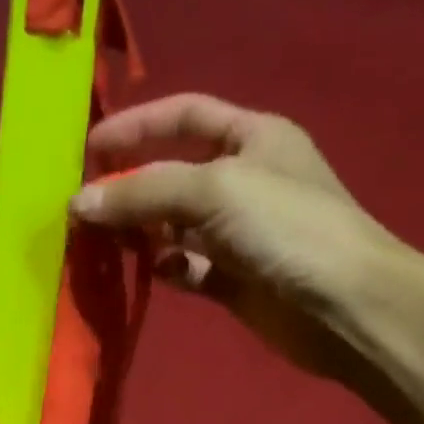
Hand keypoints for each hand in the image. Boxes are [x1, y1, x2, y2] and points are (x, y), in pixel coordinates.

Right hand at [71, 93, 423, 376]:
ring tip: (101, 241)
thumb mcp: (214, 190)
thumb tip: (79, 204)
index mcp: (252, 137)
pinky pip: (187, 267)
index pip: (184, 116)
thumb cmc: (287, 228)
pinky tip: (150, 272)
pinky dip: (165, 268)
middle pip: (172, 174)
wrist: (344, 306)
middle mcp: (243, 180)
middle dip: (129, 186)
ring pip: (174, 225)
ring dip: (140, 231)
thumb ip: (143, 192)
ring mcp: (238, 234)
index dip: (137, 126)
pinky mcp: (234, 280)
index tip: (88, 149)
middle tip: (82, 206)